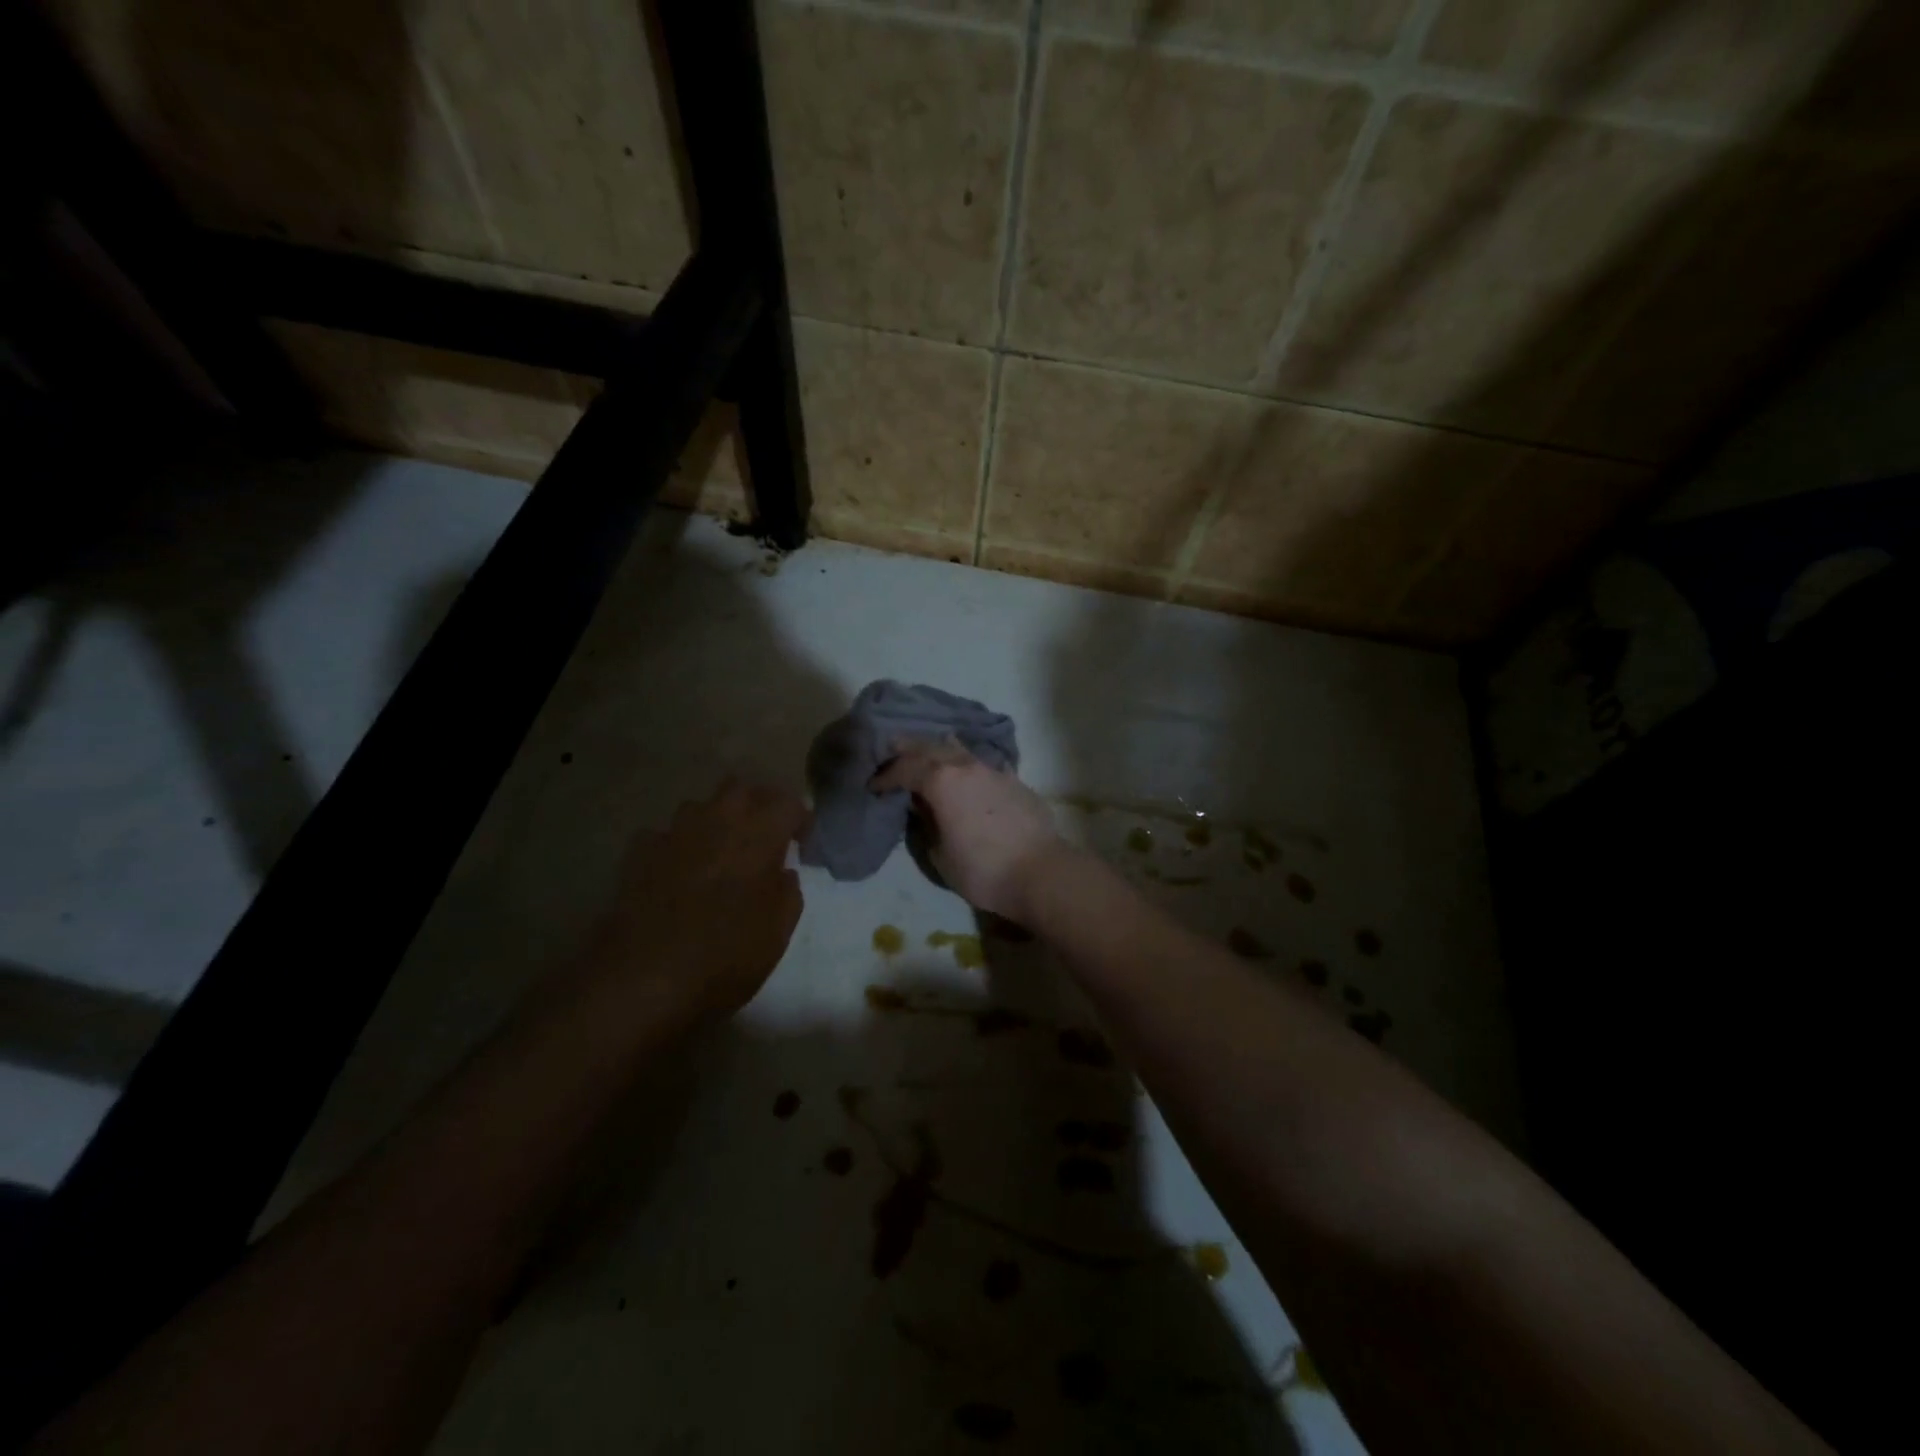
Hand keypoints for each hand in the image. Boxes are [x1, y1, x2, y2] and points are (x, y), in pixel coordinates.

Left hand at [585, 779, 805, 1018]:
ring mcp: (672, 834)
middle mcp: (716, 822)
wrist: (639, 980)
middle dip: (756, 805)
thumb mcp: (776, 935)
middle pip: (740, 788)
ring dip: (714, 822)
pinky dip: (677, 847)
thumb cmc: (722, 959)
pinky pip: (665, 835)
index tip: (801, 845)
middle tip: (763, 837)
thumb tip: (782, 873)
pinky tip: (677, 873)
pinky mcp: (638, 854)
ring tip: (719, 854)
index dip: (799, 820)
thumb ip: (787, 894)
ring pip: (699, 806)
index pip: (788, 803)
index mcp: (758, 836)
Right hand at [871, 738, 1064, 924]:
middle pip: (930, 747)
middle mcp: (966, 766)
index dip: (885, 776)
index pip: (905, 769)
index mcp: (941, 781)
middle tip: (891, 752)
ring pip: (959, 749)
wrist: (1040, 872)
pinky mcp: (1014, 781)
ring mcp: (993, 770)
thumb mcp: (940, 853)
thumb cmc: (982, 869)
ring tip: (927, 755)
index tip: (873, 786)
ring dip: (938, 750)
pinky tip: (966, 772)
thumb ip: (926, 823)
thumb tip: (922, 806)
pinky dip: (966, 764)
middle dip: (907, 750)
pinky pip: (982, 764)